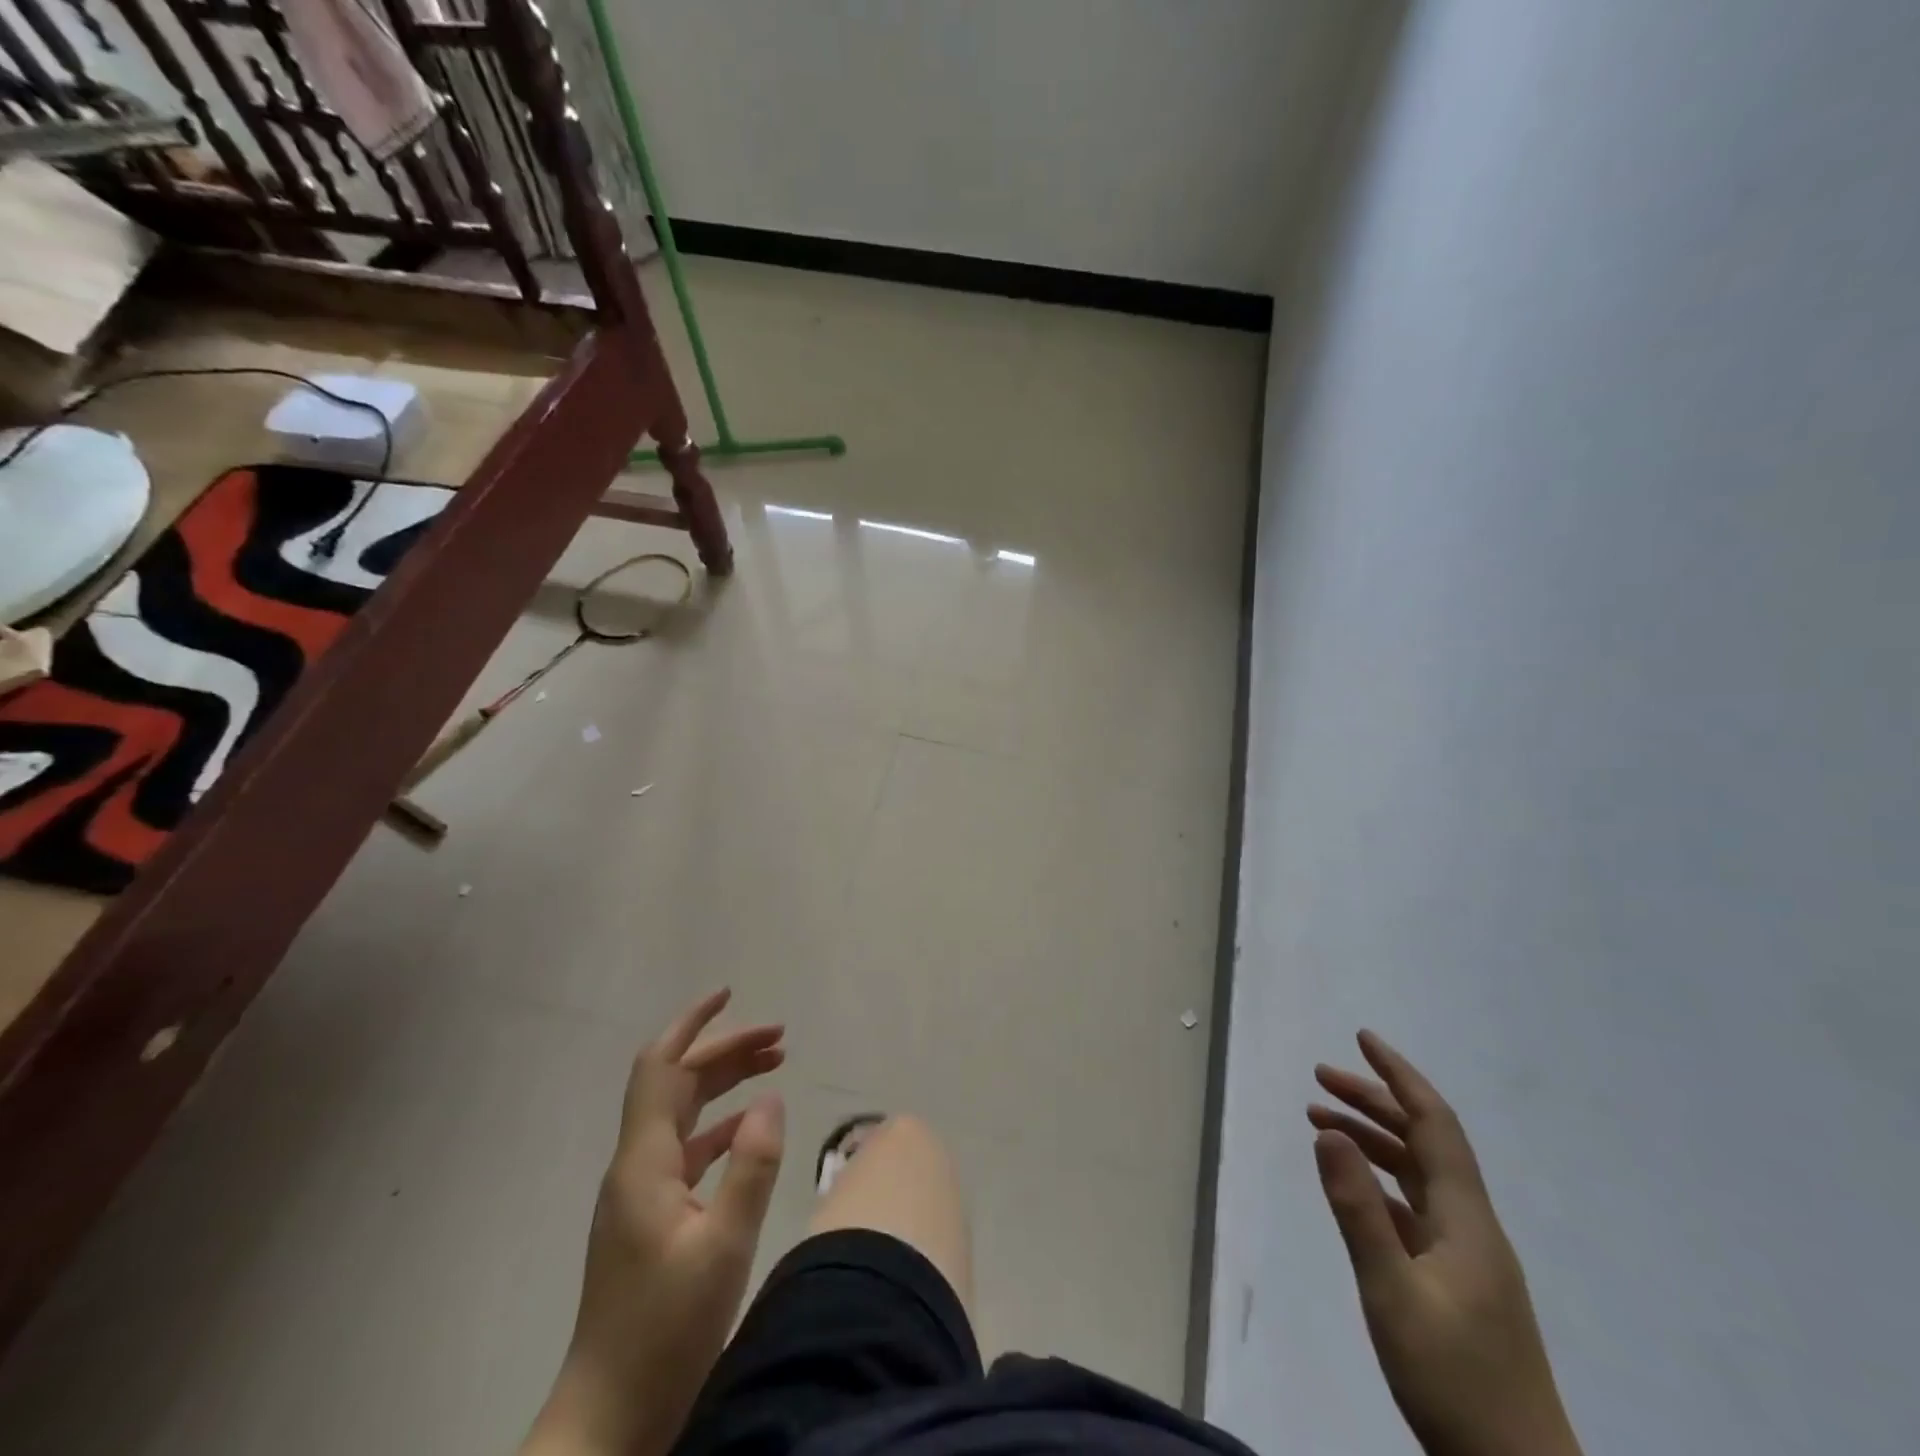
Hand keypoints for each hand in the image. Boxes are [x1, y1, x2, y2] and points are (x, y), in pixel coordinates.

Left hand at [524, 990, 786, 1455]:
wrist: (609, 1419)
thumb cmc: (665, 1332)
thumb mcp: (724, 1247)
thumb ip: (752, 1166)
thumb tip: (771, 1099)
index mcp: (644, 1161)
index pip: (660, 1066)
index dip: (692, 1023)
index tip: (729, 993)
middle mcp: (636, 1165)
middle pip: (678, 1083)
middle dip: (726, 1051)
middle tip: (780, 1039)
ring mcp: (640, 1193)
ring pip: (683, 1113)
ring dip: (725, 1084)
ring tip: (774, 1067)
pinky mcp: (650, 1218)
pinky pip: (687, 1148)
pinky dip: (720, 1125)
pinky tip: (749, 1129)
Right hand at [1309, 1032, 1580, 1455]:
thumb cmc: (1455, 1383)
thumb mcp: (1392, 1293)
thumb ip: (1357, 1210)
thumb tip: (1328, 1131)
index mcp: (1466, 1220)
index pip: (1433, 1124)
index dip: (1399, 1076)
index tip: (1363, 1038)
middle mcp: (1471, 1226)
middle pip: (1423, 1142)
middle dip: (1374, 1100)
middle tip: (1319, 1077)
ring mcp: (1468, 1256)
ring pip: (1418, 1174)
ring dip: (1373, 1138)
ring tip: (1321, 1119)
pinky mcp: (1458, 1282)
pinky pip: (1415, 1207)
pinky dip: (1380, 1180)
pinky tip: (1354, 1185)